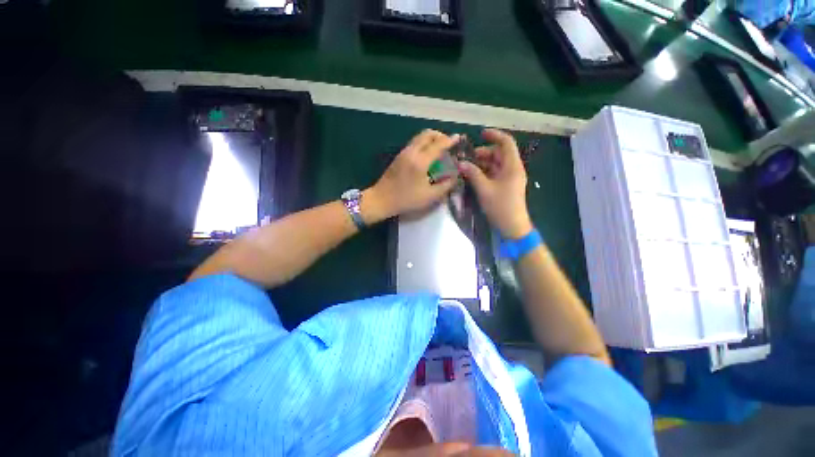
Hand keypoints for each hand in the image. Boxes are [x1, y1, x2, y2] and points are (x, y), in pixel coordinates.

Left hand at [364, 130, 459, 221]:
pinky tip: (427, 155)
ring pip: (419, 137)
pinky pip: (414, 143)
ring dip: (431, 139)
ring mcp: (403, 152)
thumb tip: (455, 176)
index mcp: (420, 161)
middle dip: (440, 135)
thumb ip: (445, 186)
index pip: (438, 144)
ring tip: (439, 149)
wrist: (381, 200)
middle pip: (427, 134)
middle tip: (448, 144)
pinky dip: (423, 144)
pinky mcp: (398, 156)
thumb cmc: (406, 200)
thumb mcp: (429, 197)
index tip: (459, 138)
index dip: (450, 140)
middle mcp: (412, 152)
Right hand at [458, 129, 532, 238]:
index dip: (494, 136)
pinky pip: (495, 173)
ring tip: (468, 167)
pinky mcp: (506, 186)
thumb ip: (473, 174)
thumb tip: (461, 163)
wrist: (512, 227)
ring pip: (496, 164)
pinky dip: (485, 172)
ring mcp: (510, 178)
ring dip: (483, 163)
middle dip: (484, 152)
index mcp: (512, 166)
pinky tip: (474, 175)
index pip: (506, 143)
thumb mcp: (484, 189)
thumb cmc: (500, 206)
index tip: (480, 134)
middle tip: (468, 158)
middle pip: (500, 153)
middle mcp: (513, 169)